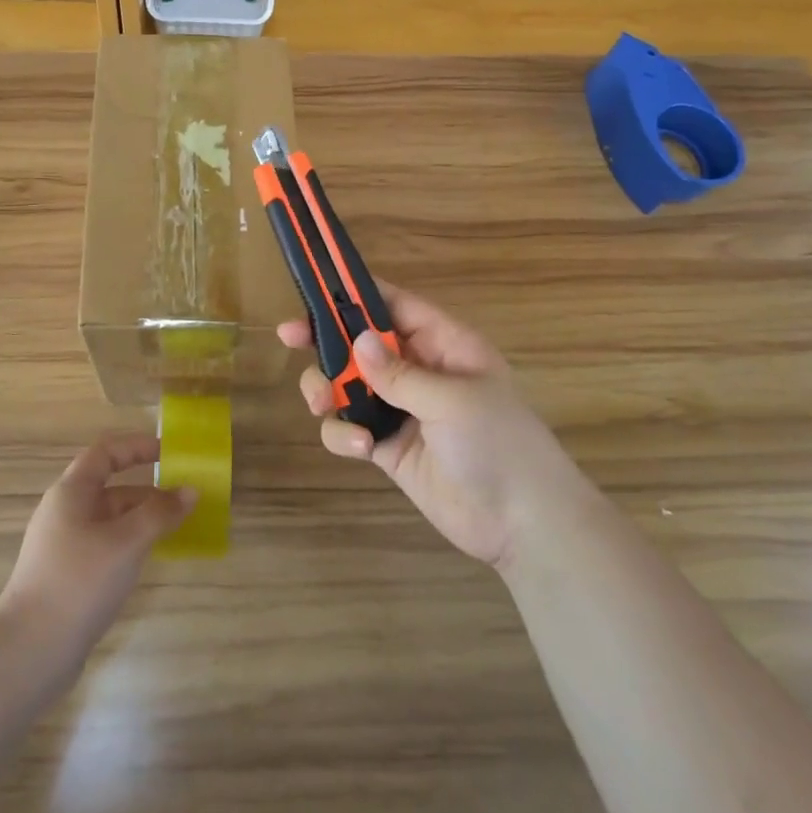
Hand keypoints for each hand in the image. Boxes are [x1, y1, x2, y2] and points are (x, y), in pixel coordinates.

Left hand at [0, 434, 195, 662]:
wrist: (29, 652)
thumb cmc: (79, 582)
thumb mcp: (126, 542)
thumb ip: (160, 513)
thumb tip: (190, 491)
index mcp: (71, 492)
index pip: (106, 452)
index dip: (137, 446)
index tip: (170, 452)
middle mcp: (65, 511)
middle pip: (110, 487)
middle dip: (148, 489)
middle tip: (184, 499)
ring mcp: (64, 545)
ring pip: (109, 519)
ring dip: (141, 519)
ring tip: (175, 529)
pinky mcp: (67, 575)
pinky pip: (105, 544)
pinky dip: (129, 543)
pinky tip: (148, 559)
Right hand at [279, 284, 567, 570]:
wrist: (522, 524)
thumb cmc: (498, 444)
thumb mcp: (452, 399)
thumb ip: (399, 372)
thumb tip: (358, 342)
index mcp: (444, 345)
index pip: (395, 306)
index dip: (358, 294)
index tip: (317, 288)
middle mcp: (419, 370)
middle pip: (362, 342)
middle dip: (326, 340)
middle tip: (288, 337)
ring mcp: (401, 409)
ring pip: (348, 384)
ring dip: (328, 389)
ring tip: (322, 402)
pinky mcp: (388, 446)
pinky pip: (351, 426)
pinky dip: (343, 433)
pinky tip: (359, 447)